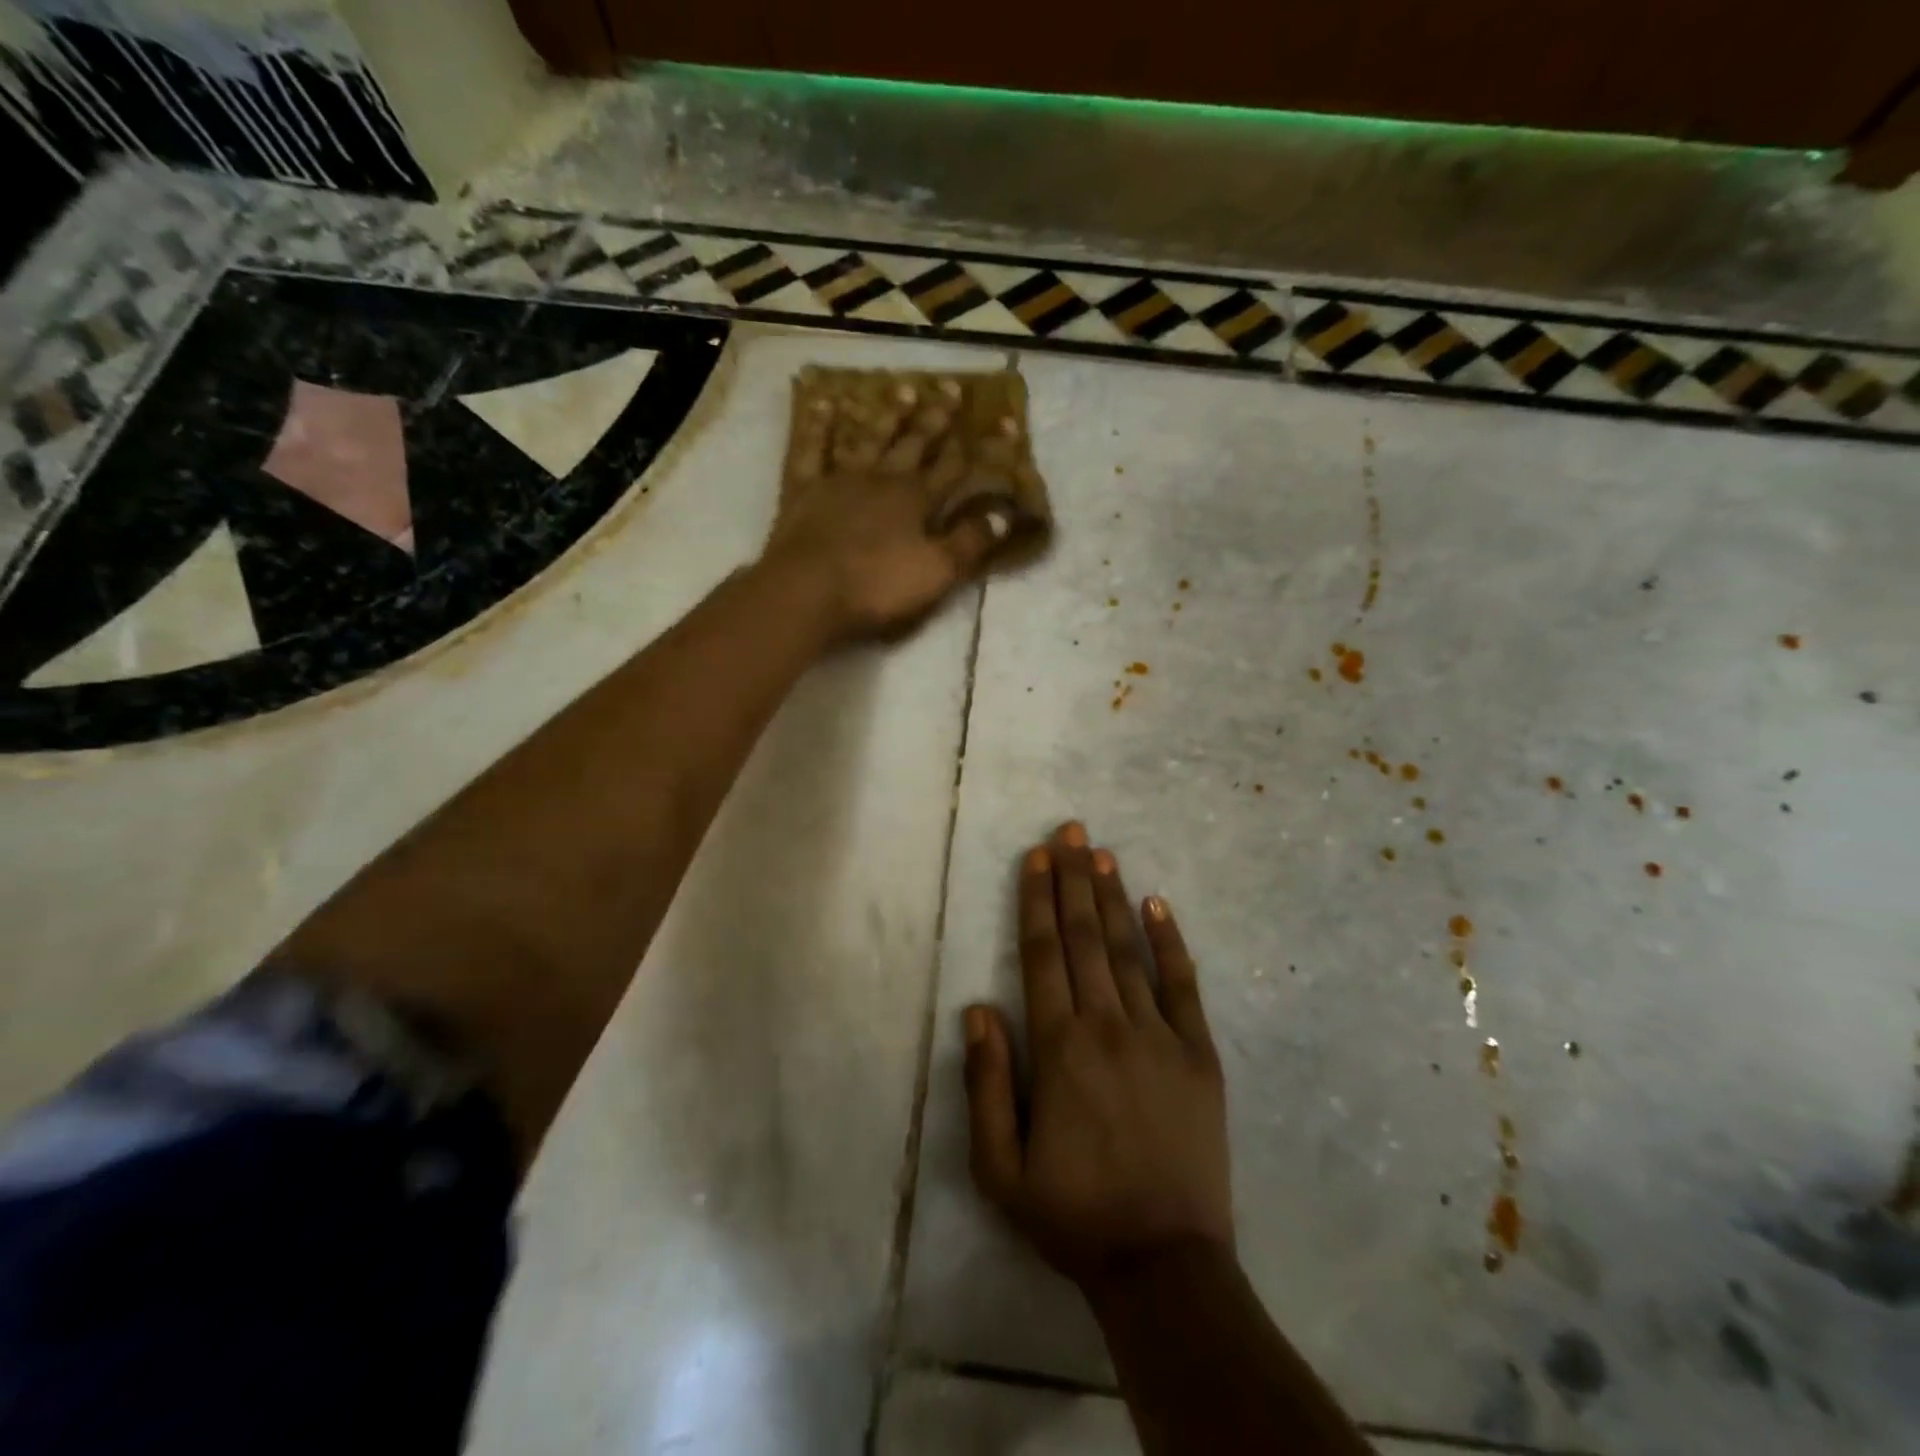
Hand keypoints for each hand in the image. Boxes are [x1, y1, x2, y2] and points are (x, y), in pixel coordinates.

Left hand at [764, 379, 1009, 640]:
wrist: (809, 592)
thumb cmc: (878, 586)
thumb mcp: (937, 571)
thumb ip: (971, 541)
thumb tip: (1005, 513)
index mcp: (917, 499)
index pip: (957, 467)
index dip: (983, 447)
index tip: (1006, 422)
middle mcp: (882, 479)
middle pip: (915, 443)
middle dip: (937, 418)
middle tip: (952, 388)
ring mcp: (841, 479)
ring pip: (870, 438)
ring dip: (888, 414)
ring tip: (904, 389)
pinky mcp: (804, 489)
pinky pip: (812, 449)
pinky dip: (818, 426)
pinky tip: (823, 404)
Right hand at [963, 822, 1233, 1293]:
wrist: (1164, 1264)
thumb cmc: (1073, 1215)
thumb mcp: (1000, 1167)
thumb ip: (986, 1083)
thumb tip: (979, 1008)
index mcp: (1059, 1048)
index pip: (1042, 954)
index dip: (1036, 900)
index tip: (1037, 856)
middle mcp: (1108, 1025)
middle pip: (1084, 937)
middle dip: (1075, 878)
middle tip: (1072, 830)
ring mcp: (1159, 1036)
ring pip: (1128, 950)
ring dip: (1111, 897)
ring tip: (1102, 852)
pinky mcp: (1199, 1054)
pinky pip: (1183, 986)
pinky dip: (1170, 942)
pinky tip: (1158, 905)